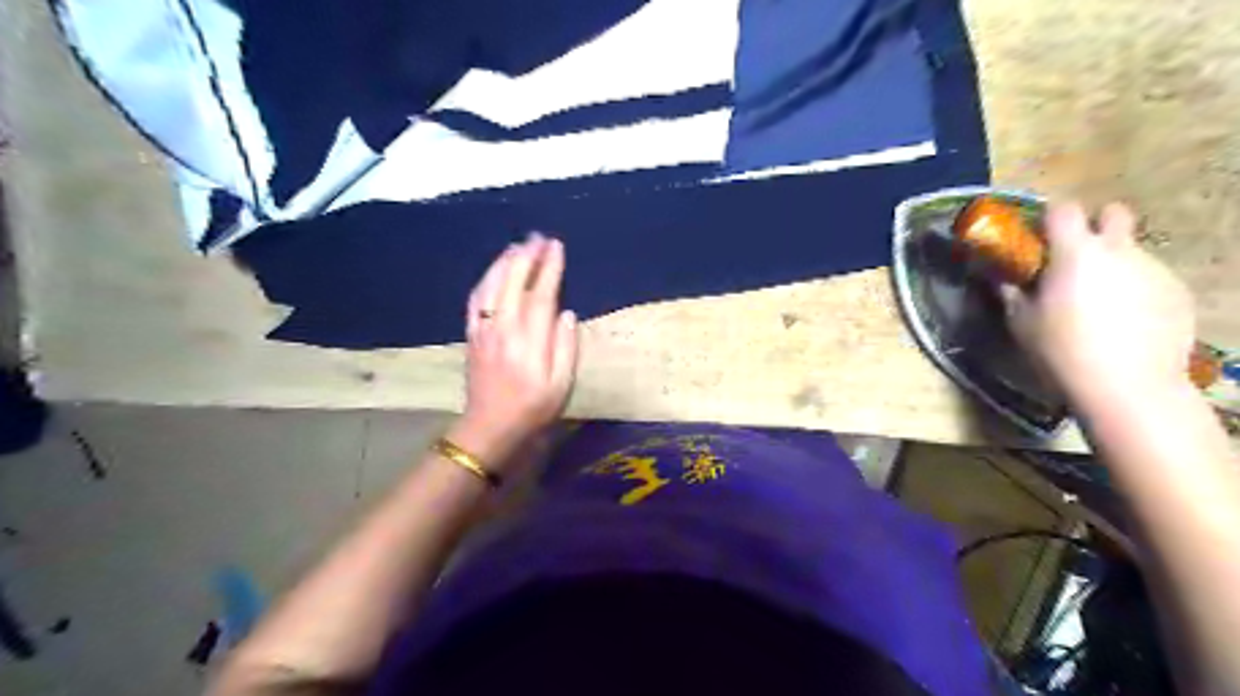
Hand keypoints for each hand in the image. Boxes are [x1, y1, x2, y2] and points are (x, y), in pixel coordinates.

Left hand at [453, 235, 577, 466]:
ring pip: (492, 286)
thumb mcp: (561, 385)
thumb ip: (566, 347)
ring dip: (504, 262)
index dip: (549, 268)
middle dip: (527, 256)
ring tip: (517, 246)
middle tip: (538, 237)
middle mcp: (504, 329)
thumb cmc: (533, 409)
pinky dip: (486, 280)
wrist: (490, 427)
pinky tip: (493, 271)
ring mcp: (484, 330)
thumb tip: (566, 313)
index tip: (557, 247)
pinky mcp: (472, 335)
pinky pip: (476, 299)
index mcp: (530, 341)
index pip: (541, 294)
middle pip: (514, 282)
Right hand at [1000, 200, 1194, 403]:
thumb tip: (1000, 277)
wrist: (1128, 386)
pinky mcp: (1177, 291)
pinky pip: (1150, 278)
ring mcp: (1154, 269)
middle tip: (1076, 256)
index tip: (1039, 236)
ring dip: (1112, 264)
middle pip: (1113, 213)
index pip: (1064, 210)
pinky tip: (1124, 321)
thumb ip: (1011, 292)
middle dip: (1095, 225)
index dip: (1050, 217)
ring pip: (1131, 250)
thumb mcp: (1021, 322)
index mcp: (1076, 253)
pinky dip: (1135, 290)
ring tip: (1099, 303)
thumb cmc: (1061, 349)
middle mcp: (1119, 251)